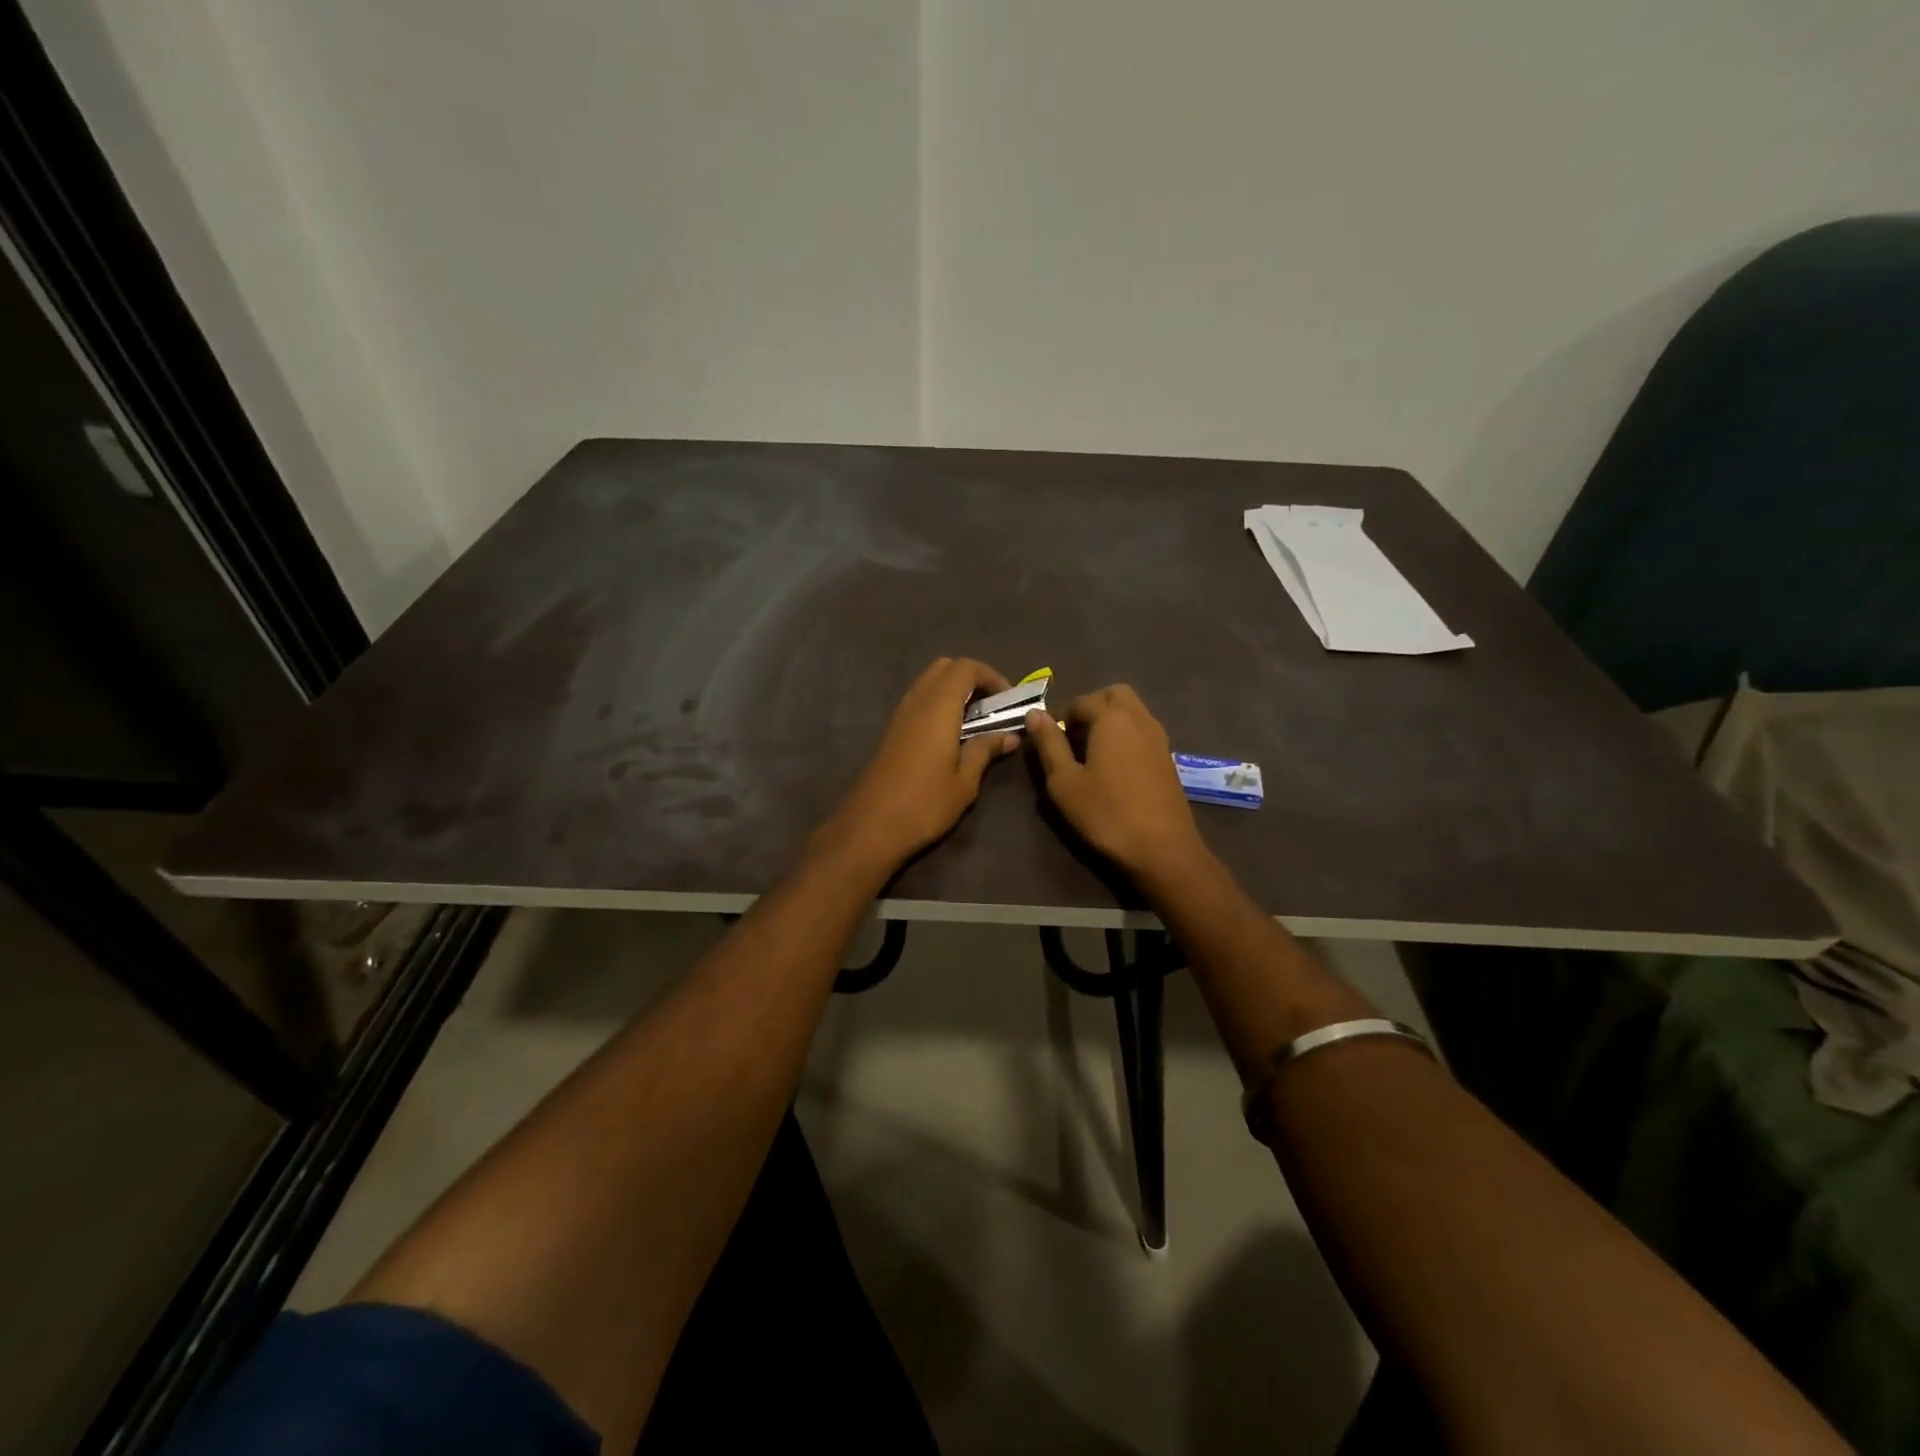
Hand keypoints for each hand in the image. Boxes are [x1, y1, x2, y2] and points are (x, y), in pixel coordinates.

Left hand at [815, 657, 1020, 874]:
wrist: (871, 827)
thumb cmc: (924, 804)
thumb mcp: (964, 781)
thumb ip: (985, 751)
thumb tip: (1010, 736)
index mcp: (938, 707)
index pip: (966, 668)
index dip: (991, 676)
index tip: (1009, 700)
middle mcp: (917, 701)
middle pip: (945, 668)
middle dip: (972, 679)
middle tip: (992, 707)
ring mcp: (900, 715)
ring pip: (929, 683)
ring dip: (954, 692)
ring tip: (976, 722)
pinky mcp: (891, 731)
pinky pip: (919, 701)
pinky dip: (939, 705)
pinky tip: (951, 735)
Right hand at [1025, 685, 1207, 881]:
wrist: (1163, 849)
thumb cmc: (1106, 814)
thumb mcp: (1065, 782)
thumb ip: (1049, 744)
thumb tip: (1035, 714)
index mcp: (1111, 719)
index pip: (1082, 701)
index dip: (1062, 717)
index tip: (1052, 742)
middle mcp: (1139, 719)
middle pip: (1114, 694)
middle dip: (1092, 707)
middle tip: (1075, 737)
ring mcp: (1159, 738)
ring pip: (1133, 711)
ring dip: (1111, 720)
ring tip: (1092, 754)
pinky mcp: (1168, 758)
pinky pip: (1143, 731)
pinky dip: (1127, 736)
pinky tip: (1115, 768)